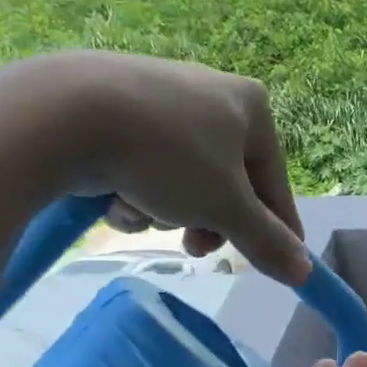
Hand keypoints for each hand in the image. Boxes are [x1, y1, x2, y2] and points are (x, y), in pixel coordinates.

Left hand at [30, 52, 309, 283]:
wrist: (61, 114)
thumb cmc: (167, 155)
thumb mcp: (226, 207)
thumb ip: (267, 241)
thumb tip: (305, 274)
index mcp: (251, 105)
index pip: (275, 183)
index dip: (277, 230)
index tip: (277, 266)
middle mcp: (211, 93)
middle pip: (226, 183)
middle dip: (207, 220)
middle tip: (193, 248)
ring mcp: (161, 99)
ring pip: (182, 180)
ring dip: (165, 209)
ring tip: (141, 211)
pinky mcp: (116, 109)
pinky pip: (144, 164)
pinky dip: (133, 189)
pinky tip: (112, 194)